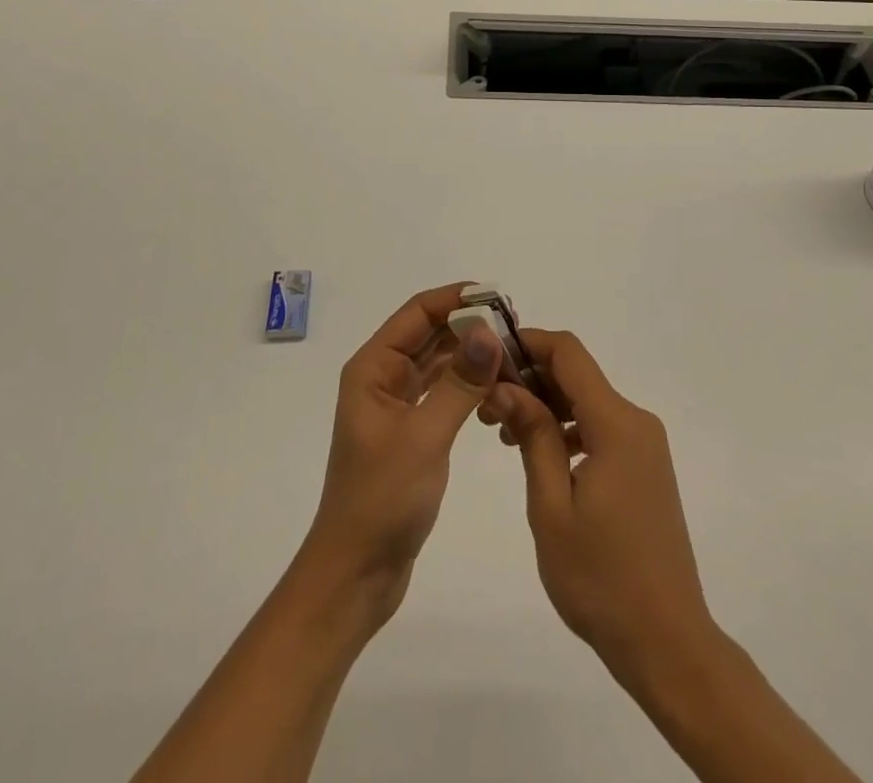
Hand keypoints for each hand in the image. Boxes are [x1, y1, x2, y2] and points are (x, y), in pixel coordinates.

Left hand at [299, 283, 503, 625]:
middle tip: (517, 329)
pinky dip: (470, 385)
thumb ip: (459, 382)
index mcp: (374, 368)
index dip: (455, 298)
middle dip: (470, 326)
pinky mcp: (413, 430)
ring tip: (514, 357)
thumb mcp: (424, 436)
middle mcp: (383, 377)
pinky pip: (445, 391)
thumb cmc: (381, 499)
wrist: (356, 573)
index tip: (499, 298)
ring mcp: (398, 404)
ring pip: (440, 362)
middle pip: (430, 333)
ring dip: (473, 356)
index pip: (417, 313)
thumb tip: (489, 331)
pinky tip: (498, 392)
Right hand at [484, 329, 716, 678]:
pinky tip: (540, 455)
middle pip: (578, 375)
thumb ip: (533, 436)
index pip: (569, 353)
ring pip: (588, 401)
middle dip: (531, 378)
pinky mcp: (645, 466)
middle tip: (486, 405)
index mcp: (617, 424)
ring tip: (503, 433)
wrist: (667, 642)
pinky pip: (601, 427)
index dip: (528, 343)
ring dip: (547, 405)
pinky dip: (568, 429)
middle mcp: (636, 422)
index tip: (489, 355)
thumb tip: (506, 386)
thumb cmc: (601, 578)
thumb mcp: (552, 506)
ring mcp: (645, 445)